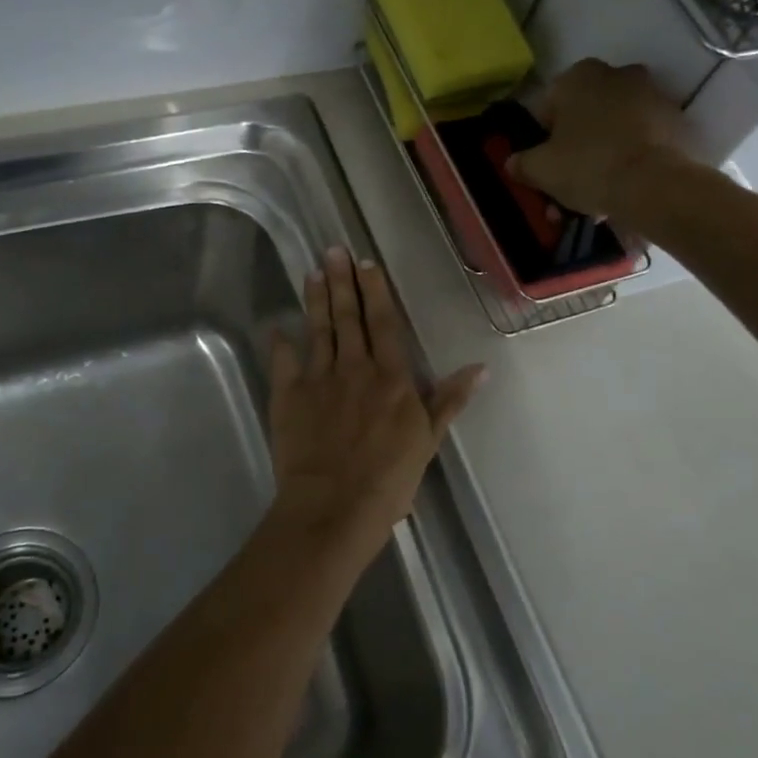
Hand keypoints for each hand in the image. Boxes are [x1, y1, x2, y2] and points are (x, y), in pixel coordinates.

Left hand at [267, 248, 484, 564]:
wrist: (333, 507)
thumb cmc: (388, 479)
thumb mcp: (428, 440)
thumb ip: (450, 400)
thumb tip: (480, 367)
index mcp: (390, 377)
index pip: (383, 323)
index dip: (376, 292)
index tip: (367, 264)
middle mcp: (354, 368)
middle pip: (348, 317)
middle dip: (342, 281)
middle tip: (334, 250)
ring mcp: (318, 380)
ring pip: (318, 330)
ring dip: (315, 299)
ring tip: (313, 271)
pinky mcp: (288, 397)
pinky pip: (283, 362)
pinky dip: (280, 343)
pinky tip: (276, 326)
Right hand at [506, 60, 699, 219]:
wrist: (654, 185)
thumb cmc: (587, 166)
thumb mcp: (540, 169)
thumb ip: (521, 163)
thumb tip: (512, 163)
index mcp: (579, 76)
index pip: (549, 106)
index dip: (543, 139)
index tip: (545, 165)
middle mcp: (617, 74)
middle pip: (585, 115)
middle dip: (576, 147)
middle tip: (569, 184)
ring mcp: (652, 95)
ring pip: (615, 129)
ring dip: (603, 156)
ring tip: (596, 198)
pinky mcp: (677, 121)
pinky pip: (642, 140)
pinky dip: (631, 159)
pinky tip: (622, 191)